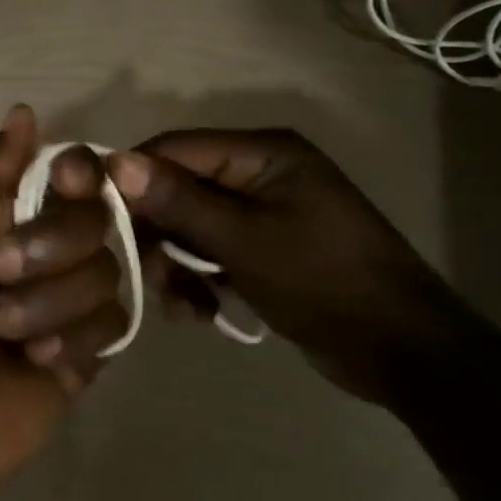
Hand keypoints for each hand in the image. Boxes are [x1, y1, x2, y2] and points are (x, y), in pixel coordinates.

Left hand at [0, 107, 127, 500]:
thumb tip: (26, 113)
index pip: (64, 170)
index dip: (76, 173)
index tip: (67, 184)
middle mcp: (38, 246)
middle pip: (93, 215)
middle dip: (47, 245)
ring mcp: (64, 299)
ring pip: (106, 269)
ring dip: (47, 302)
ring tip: (1, 333)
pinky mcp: (87, 350)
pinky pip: (113, 322)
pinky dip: (69, 341)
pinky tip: (33, 364)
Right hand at [107, 129, 476, 400]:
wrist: (401, 351)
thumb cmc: (323, 283)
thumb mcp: (244, 241)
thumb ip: (179, 201)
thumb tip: (116, 162)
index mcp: (263, 153)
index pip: (175, 148)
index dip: (133, 179)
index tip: (98, 219)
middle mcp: (260, 172)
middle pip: (180, 188)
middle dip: (159, 233)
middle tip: (148, 275)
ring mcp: (264, 211)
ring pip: (191, 225)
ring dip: (177, 263)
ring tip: (182, 302)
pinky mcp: (265, 247)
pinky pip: (212, 250)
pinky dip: (199, 278)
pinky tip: (199, 310)